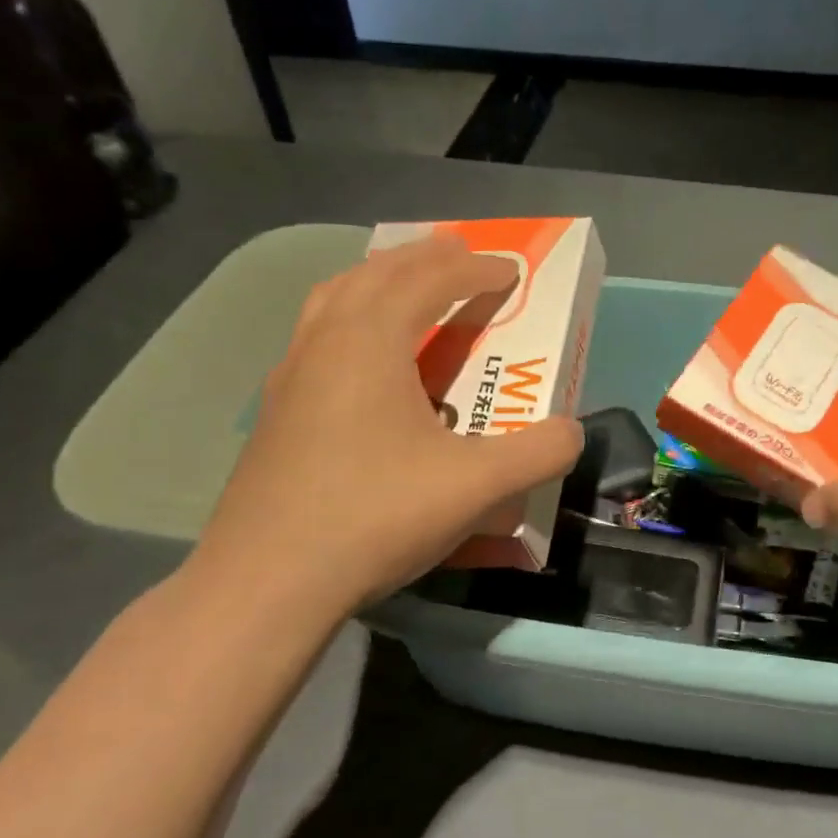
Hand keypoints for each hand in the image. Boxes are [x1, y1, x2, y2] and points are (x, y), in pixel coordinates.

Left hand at [182, 234, 583, 621]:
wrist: (266, 583)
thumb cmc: (374, 516)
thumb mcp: (476, 487)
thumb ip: (537, 453)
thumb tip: (571, 432)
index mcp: (370, 341)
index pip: (429, 280)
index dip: (475, 269)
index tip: (510, 270)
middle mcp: (324, 343)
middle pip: (375, 274)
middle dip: (423, 258)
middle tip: (458, 254)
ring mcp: (290, 377)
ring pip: (335, 300)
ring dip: (378, 282)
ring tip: (407, 288)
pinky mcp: (275, 414)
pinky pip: (318, 339)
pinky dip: (350, 323)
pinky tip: (364, 364)